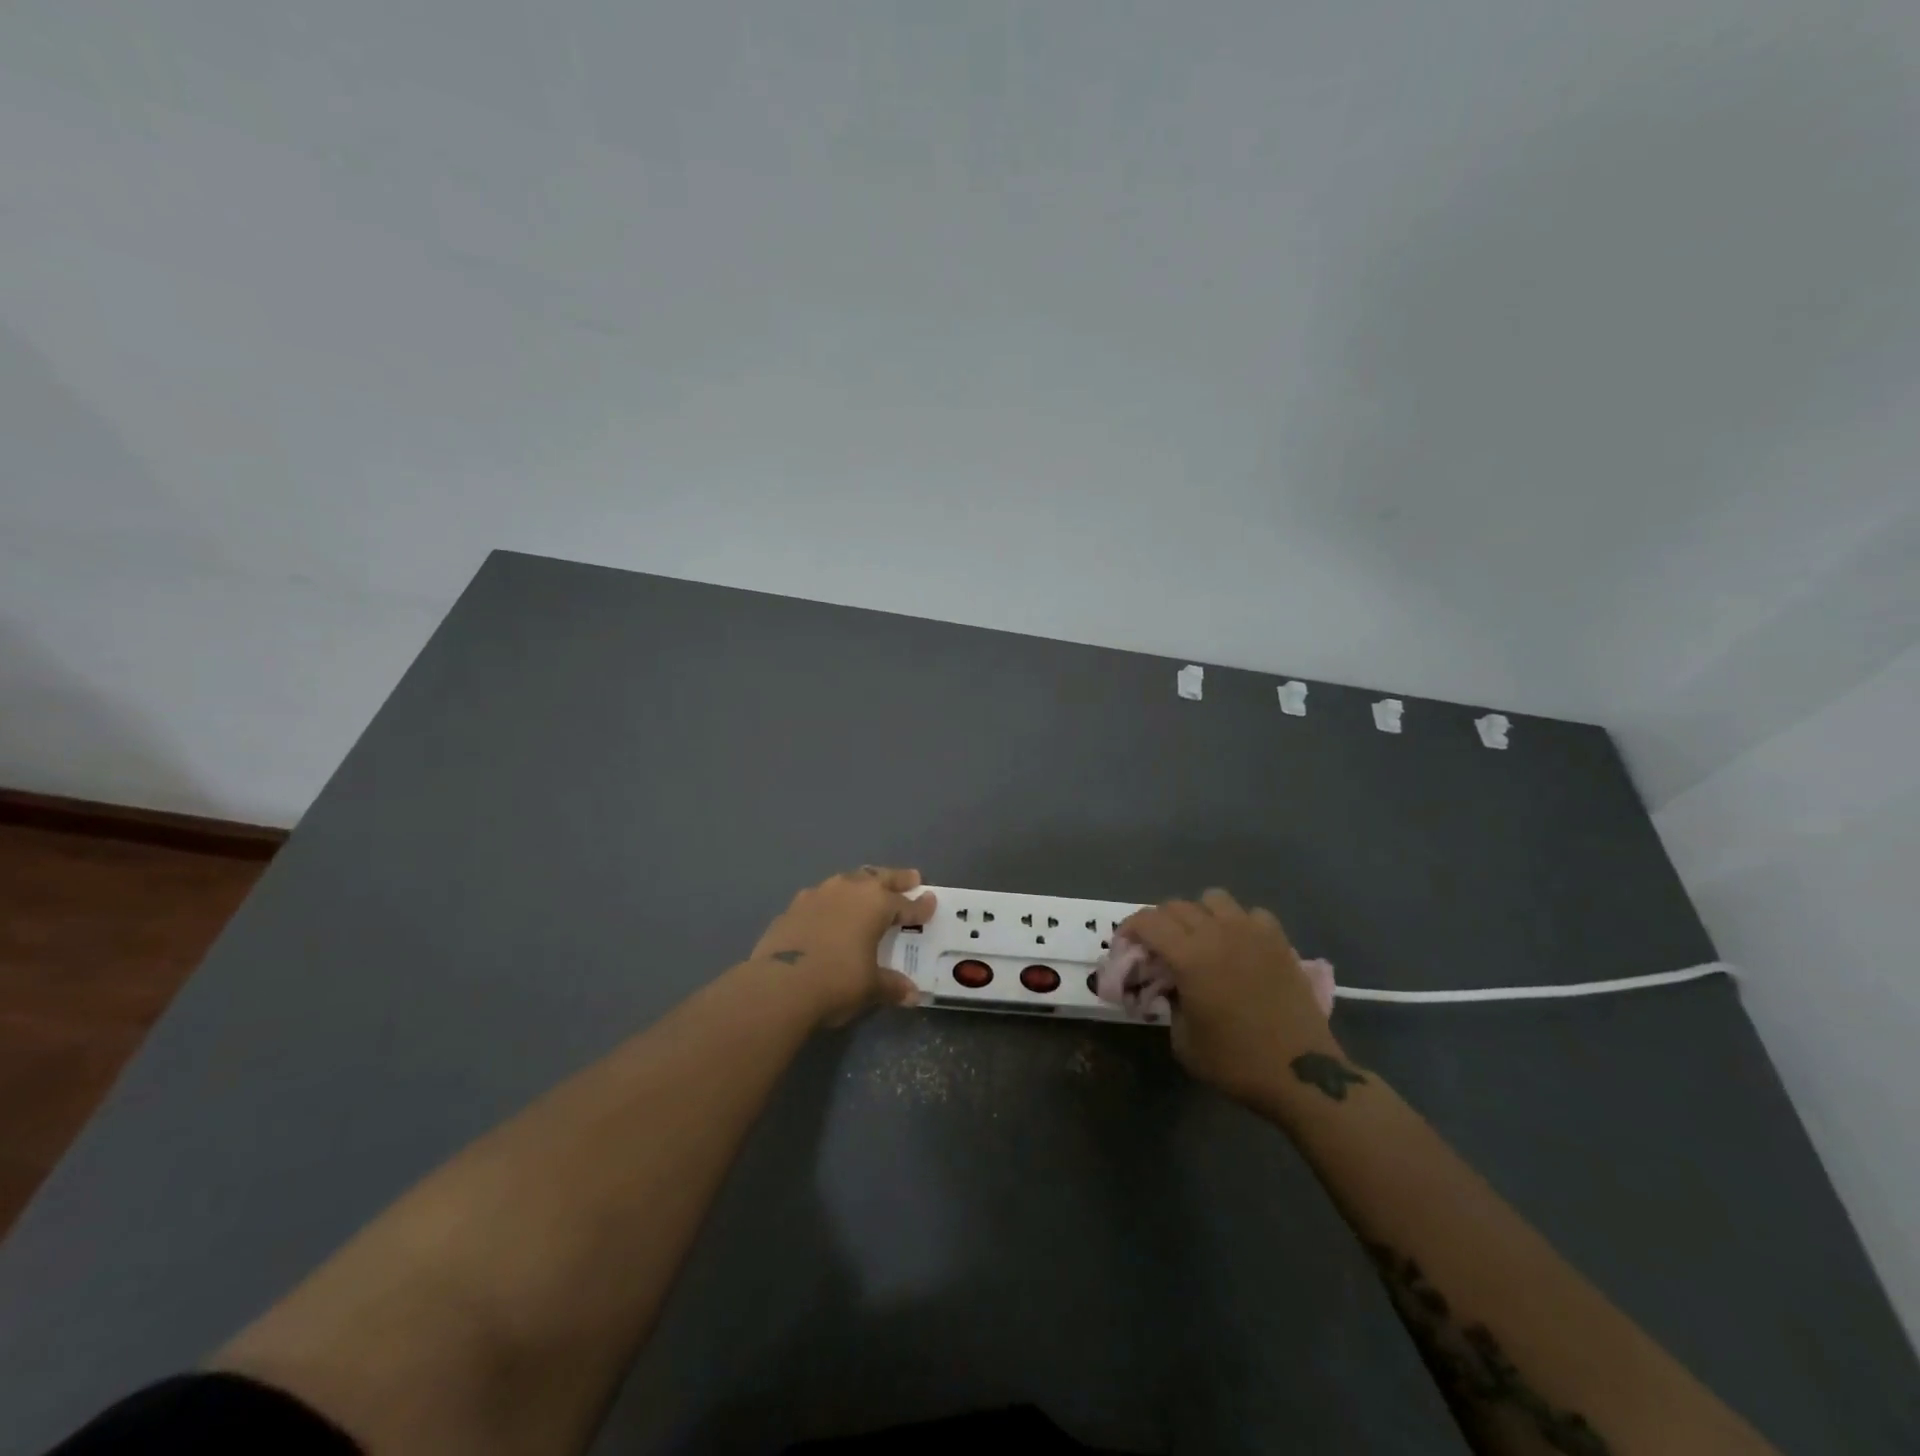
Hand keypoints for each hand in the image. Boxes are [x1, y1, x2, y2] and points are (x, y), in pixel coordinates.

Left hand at [749, 867, 936, 1027]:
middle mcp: (849, 890)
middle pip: (879, 878)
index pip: (905, 904)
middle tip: (911, 878)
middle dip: (896, 879)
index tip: (931, 902)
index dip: (920, 906)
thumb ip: (892, 986)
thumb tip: (911, 994)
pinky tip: (829, 912)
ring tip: (867, 889)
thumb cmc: (837, 981)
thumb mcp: (870, 987)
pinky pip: (820, 897)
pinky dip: (831, 902)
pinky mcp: (792, 907)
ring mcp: (817, 895)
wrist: (778, 985)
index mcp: (875, 904)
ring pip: (847, 880)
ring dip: (861, 884)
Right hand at [1121, 888, 1339, 1104]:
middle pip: (1176, 906)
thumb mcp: (1184, 1041)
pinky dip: (1238, 923)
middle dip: (1159, 922)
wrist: (1302, 1074)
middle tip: (1157, 947)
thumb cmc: (1236, 1063)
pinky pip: (1251, 914)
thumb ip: (1169, 1003)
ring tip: (1199, 939)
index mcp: (1188, 957)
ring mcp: (1251, 933)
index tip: (1125, 945)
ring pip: (1214, 899)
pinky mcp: (1279, 942)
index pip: (1147, 921)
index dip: (1129, 928)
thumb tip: (1171, 986)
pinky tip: (1239, 946)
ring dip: (1198, 914)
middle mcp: (1217, 934)